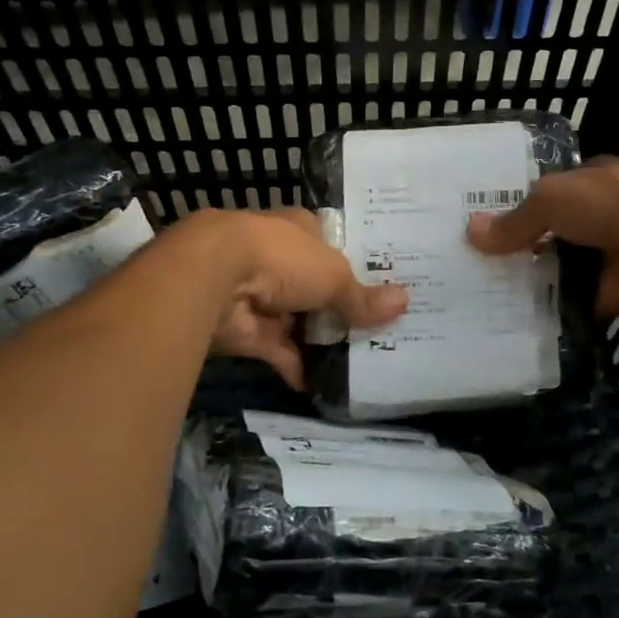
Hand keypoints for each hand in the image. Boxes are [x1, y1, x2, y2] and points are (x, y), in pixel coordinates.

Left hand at [181, 208, 405, 388]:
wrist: (214, 280)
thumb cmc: (281, 257)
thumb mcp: (334, 275)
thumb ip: (362, 296)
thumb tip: (404, 302)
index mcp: (299, 230)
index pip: (330, 245)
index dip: (354, 264)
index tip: (382, 286)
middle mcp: (279, 259)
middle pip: (317, 286)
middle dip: (341, 308)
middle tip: (381, 330)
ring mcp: (263, 297)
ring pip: (300, 321)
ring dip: (322, 341)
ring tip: (364, 361)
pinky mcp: (249, 332)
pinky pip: (281, 352)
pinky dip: (300, 368)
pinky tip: (328, 387)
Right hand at [468, 160, 618, 317]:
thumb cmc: (612, 202)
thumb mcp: (553, 199)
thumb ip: (515, 220)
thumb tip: (470, 233)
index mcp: (577, 187)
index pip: (533, 198)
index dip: (502, 210)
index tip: (465, 229)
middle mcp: (584, 223)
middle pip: (536, 239)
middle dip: (504, 253)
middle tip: (456, 271)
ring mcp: (592, 262)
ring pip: (546, 275)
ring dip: (517, 287)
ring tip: (467, 301)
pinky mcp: (598, 298)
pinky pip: (560, 308)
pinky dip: (537, 316)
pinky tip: (498, 325)